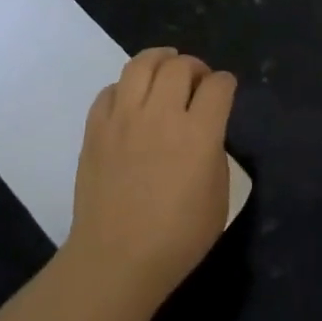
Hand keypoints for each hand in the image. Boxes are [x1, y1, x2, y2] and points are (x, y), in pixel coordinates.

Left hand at [65, 47, 236, 304]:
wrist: (116, 260)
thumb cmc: (177, 238)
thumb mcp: (218, 197)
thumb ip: (214, 153)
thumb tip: (204, 132)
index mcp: (199, 134)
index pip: (218, 86)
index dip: (226, 83)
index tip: (225, 90)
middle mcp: (161, 115)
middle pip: (180, 66)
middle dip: (195, 67)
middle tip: (197, 81)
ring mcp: (123, 119)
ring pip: (141, 64)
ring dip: (160, 60)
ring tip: (165, 68)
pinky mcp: (96, 129)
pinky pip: (110, 90)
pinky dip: (126, 87)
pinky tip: (132, 100)